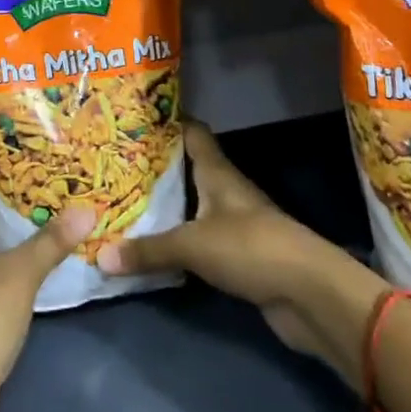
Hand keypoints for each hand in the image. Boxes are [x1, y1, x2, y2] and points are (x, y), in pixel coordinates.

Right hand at [99, 121, 381, 367]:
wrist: (309, 295)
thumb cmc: (251, 248)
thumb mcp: (192, 244)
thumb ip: (148, 250)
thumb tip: (101, 256)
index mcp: (217, 173)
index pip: (192, 133)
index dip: (166, 121)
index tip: (134, 117)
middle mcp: (225, 192)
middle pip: (187, 169)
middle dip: (155, 166)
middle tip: (113, 163)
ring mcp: (234, 224)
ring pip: (191, 206)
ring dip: (164, 206)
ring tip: (122, 201)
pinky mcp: (237, 257)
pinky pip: (197, 241)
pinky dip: (176, 241)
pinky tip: (149, 246)